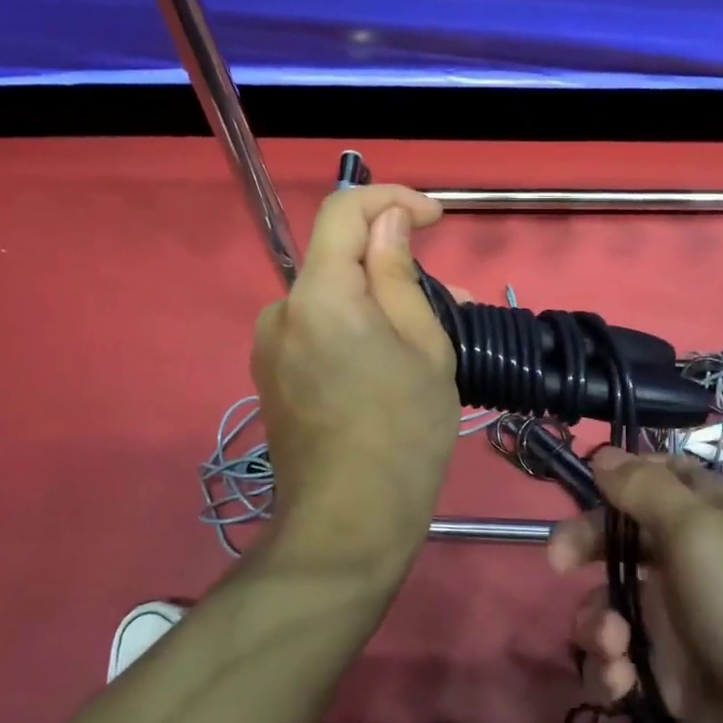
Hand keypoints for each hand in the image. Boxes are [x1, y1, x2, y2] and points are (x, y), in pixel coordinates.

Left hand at [250, 185, 460, 573]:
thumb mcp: (423, 344)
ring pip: (332, 297)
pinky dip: (357, 328)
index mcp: (319, 294)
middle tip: (451, 295)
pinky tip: (392, 361)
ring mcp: (271, 346)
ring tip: (431, 336)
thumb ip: (399, 272)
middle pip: (337, 257)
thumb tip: (388, 220)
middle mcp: (282, 310)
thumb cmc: (403, 432)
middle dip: (392, 262)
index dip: (392, 200)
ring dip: (379, 300)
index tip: (435, 218)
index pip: (344, 210)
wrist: (349, 523)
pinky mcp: (273, 376)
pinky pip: (319, 329)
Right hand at [550, 450, 722, 722]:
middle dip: (583, 546)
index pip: (651, 477)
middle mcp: (687, 558)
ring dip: (596, 621)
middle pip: (618, 537)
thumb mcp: (697, 529)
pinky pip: (619, 659)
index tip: (580, 489)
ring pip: (610, 601)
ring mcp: (676, 617)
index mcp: (703, 512)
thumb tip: (601, 453)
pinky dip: (610, 668)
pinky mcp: (669, 673)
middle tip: (556, 561)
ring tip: (612, 645)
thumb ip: (643, 489)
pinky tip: (620, 682)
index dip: (614, 479)